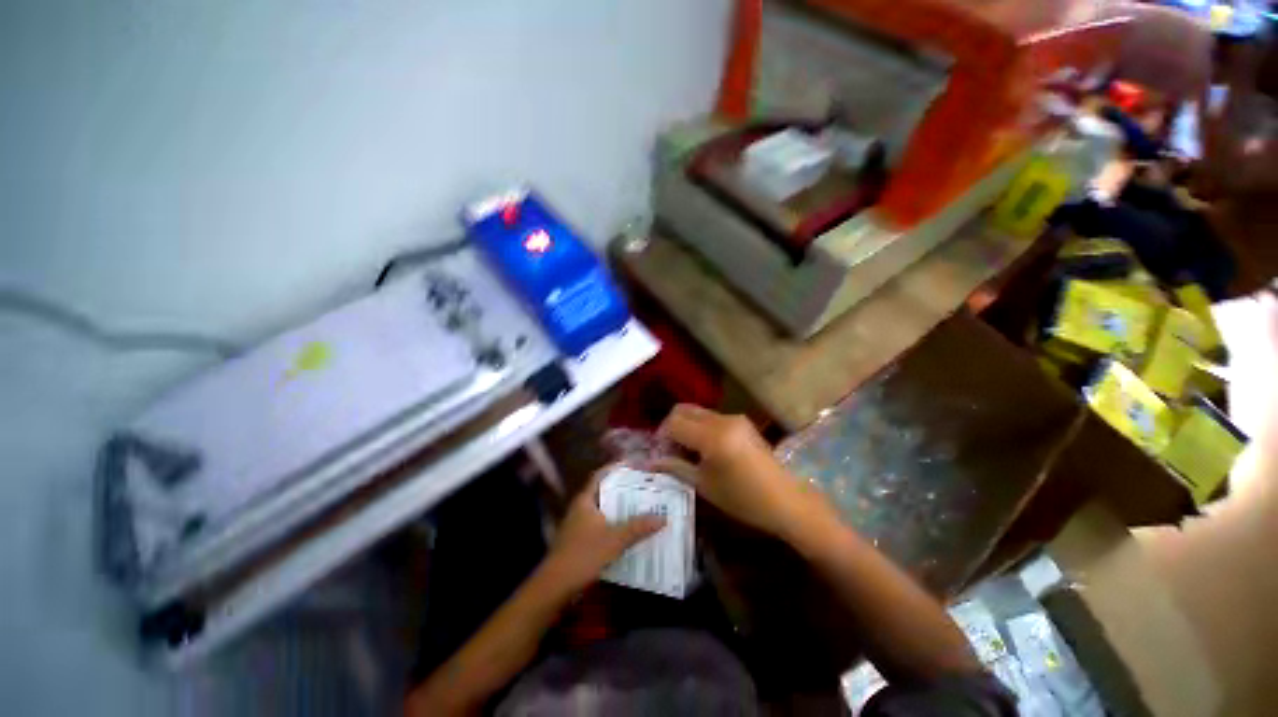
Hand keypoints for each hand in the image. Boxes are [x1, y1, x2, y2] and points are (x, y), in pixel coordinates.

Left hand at [545, 469, 664, 589]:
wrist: (555, 586)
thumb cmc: (583, 555)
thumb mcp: (614, 540)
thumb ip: (637, 528)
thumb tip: (662, 517)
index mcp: (585, 501)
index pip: (600, 476)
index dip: (614, 468)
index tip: (632, 465)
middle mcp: (580, 509)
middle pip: (603, 492)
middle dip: (621, 490)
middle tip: (642, 487)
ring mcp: (577, 526)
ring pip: (602, 510)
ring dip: (618, 509)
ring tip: (640, 507)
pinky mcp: (578, 542)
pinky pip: (600, 526)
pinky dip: (613, 525)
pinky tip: (626, 532)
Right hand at [654, 404, 816, 538]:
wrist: (785, 500)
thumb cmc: (743, 499)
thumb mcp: (704, 485)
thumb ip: (675, 467)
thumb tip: (650, 462)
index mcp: (712, 436)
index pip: (674, 422)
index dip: (661, 436)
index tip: (660, 453)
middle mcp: (722, 420)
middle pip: (683, 410)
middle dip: (671, 426)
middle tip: (670, 449)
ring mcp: (734, 418)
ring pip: (697, 412)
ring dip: (686, 426)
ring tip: (687, 451)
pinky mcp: (742, 421)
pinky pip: (711, 417)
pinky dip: (700, 427)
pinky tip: (704, 449)